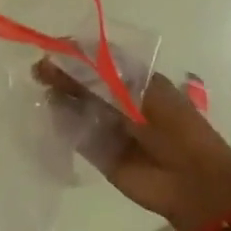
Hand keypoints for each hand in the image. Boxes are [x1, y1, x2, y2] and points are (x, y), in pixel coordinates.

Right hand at [35, 61, 230, 230]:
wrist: (191, 181)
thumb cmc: (172, 126)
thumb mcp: (135, 93)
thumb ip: (96, 78)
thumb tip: (59, 61)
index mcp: (135, 80)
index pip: (98, 59)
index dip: (75, 53)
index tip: (52, 49)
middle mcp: (119, 100)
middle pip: (83, 82)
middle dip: (62, 75)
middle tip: (38, 72)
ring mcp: (108, 126)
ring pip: (76, 107)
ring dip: (59, 99)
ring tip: (43, 92)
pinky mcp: (99, 152)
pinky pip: (75, 135)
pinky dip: (61, 126)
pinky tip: (50, 116)